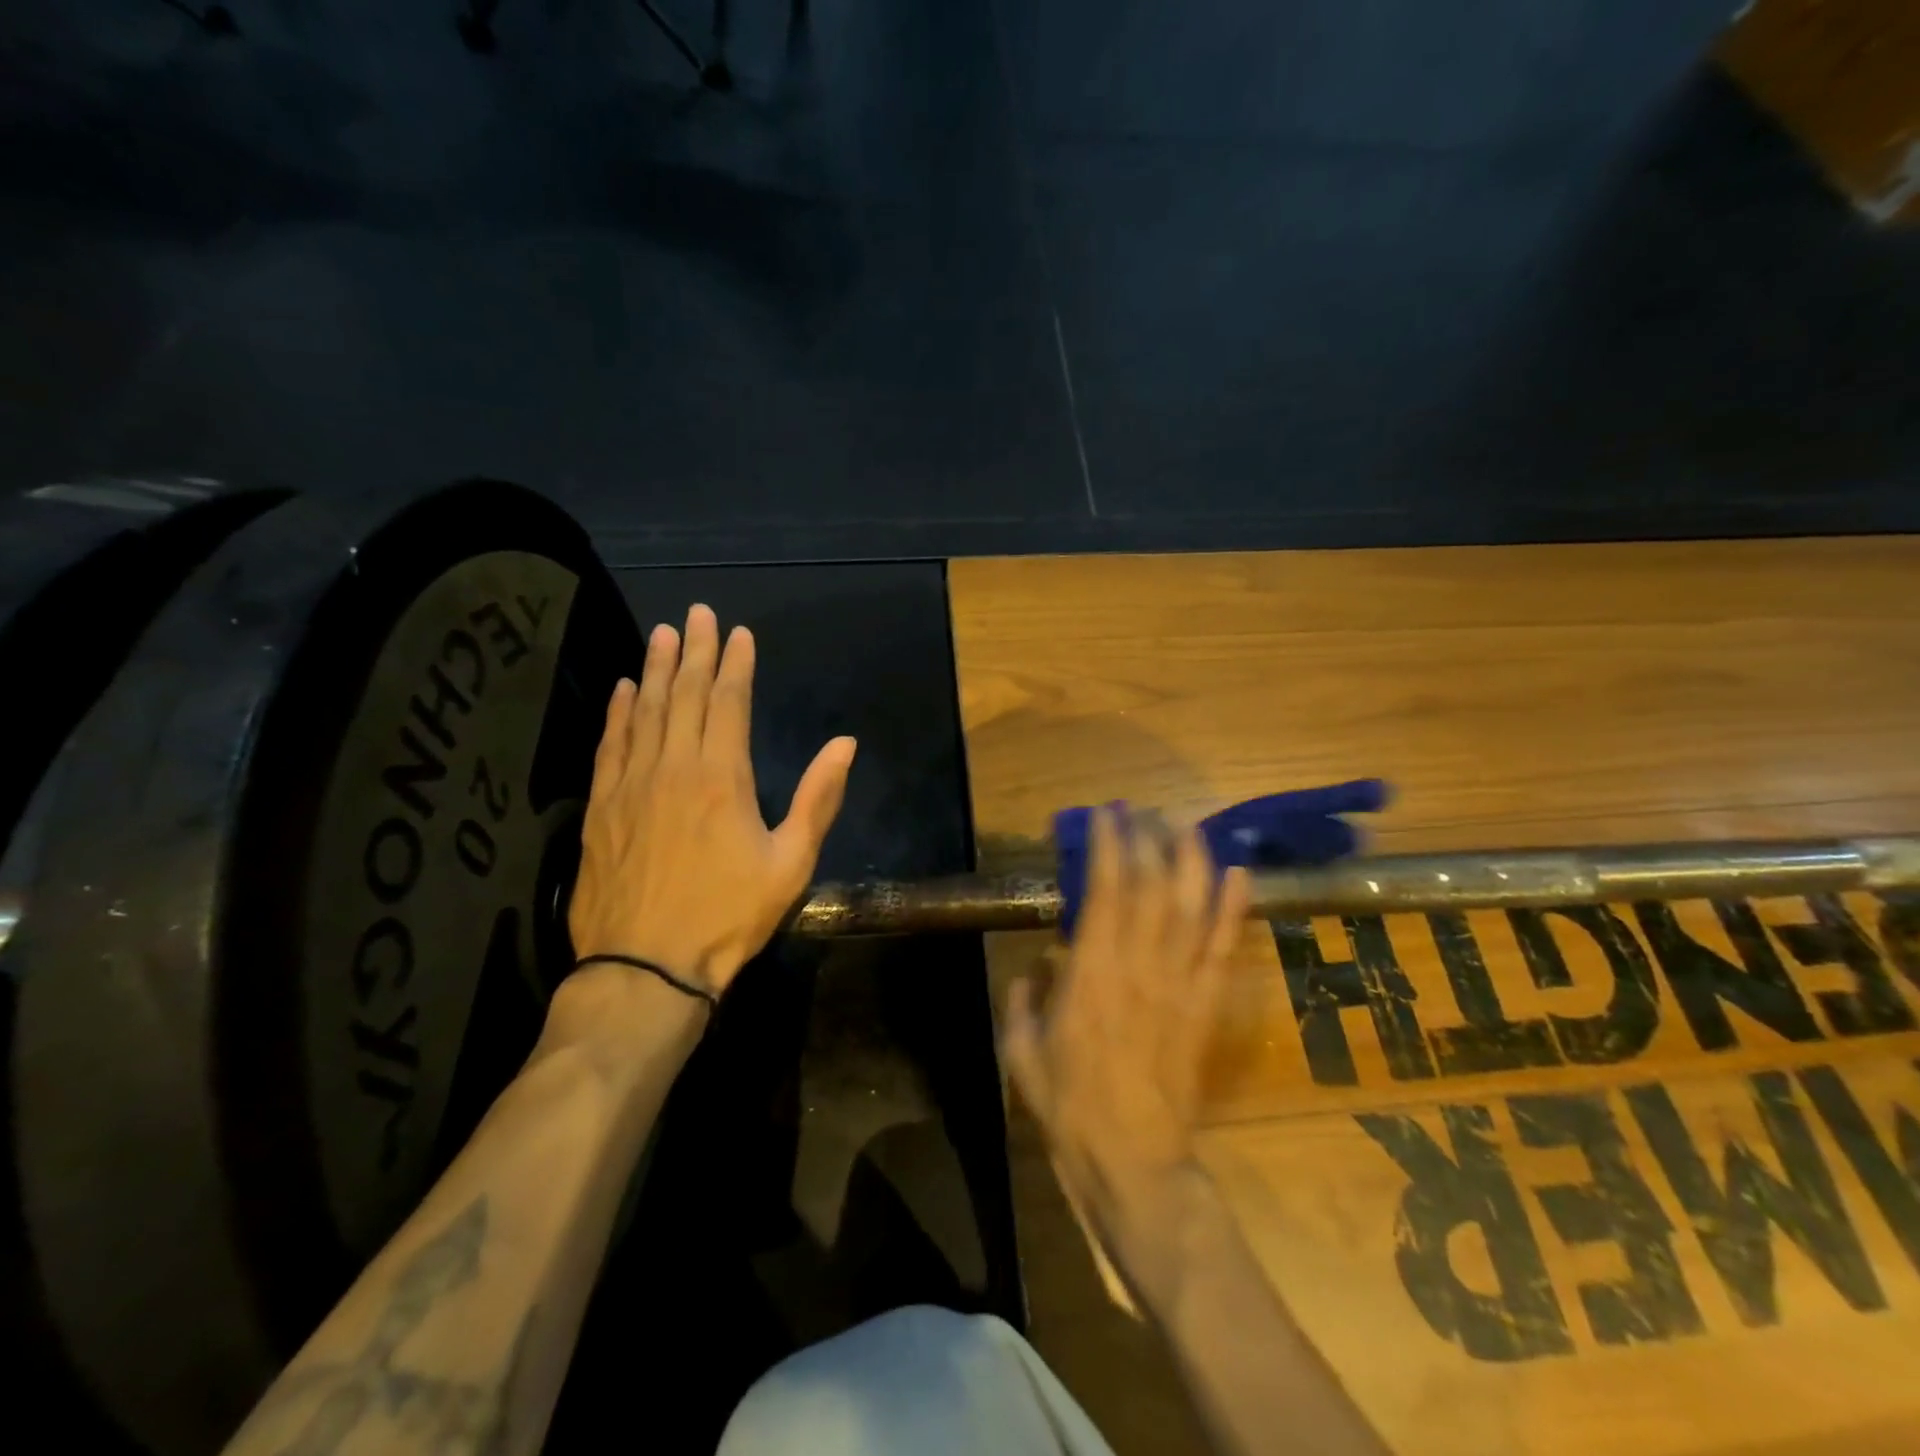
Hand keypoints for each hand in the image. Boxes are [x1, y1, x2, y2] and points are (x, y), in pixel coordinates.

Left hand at [566, 604, 856, 1001]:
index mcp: (722, 777)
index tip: (738, 633)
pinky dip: (617, 713)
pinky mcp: (601, 807)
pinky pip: (610, 745)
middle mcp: (674, 767)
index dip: (734, 664)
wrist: (646, 968)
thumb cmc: (728, 916)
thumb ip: (819, 798)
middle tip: (696, 612)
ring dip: (653, 669)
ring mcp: (631, 785)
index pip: (728, 703)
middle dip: (693, 651)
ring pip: (644, 711)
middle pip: (684, 695)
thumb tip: (845, 743)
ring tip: (661, 634)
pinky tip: (621, 690)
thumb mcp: (791, 863)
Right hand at [1001, 807, 1249, 1307]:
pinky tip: (1238, 875)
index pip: (1105, 892)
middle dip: (1148, 841)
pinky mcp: (1206, 1007)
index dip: (1109, 848)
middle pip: (1151, 889)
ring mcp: (1180, 985)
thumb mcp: (1021, 1052)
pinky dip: (1232, 910)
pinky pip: (1223, 950)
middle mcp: (1139, 967)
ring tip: (1187, 825)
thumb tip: (1033, 967)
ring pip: (1191, 909)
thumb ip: (1022, 1001)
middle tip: (1143, 810)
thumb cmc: (1070, 1105)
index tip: (1106, 816)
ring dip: (1191, 861)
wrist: (1134, 1160)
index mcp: (1091, 973)